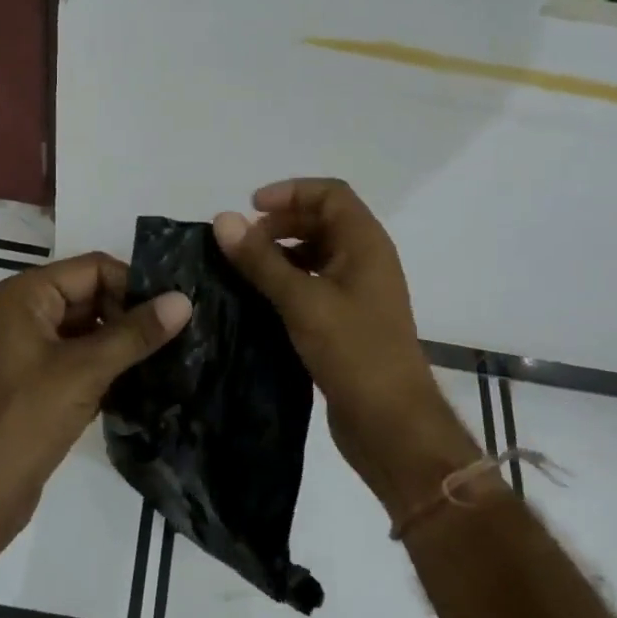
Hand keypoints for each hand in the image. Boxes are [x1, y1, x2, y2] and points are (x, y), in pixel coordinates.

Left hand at [0, 252, 189, 555]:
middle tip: (178, 337)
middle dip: (131, 315)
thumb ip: (135, 333)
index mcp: (27, 294)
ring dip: (124, 343)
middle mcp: (26, 312)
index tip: (172, 313)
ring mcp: (30, 348)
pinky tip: (144, 383)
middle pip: (93, 295)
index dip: (133, 285)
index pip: (94, 268)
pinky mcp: (38, 381)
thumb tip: (184, 300)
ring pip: (90, 329)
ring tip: (170, 358)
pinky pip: (81, 358)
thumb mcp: (85, 370)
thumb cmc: (24, 419)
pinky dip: (109, 366)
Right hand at [214, 179, 475, 513]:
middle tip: (243, 242)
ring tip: (246, 269)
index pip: (330, 194)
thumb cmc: (354, 352)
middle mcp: (366, 260)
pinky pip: (316, 284)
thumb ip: (261, 260)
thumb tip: (223, 219)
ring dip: (283, 252)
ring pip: (318, 254)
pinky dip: (289, 281)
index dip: (291, 192)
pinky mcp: (349, 322)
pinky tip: (261, 299)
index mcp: (365, 244)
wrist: (393, 426)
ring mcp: (359, 293)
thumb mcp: (302, 300)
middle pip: (324, 220)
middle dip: (282, 222)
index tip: (252, 208)